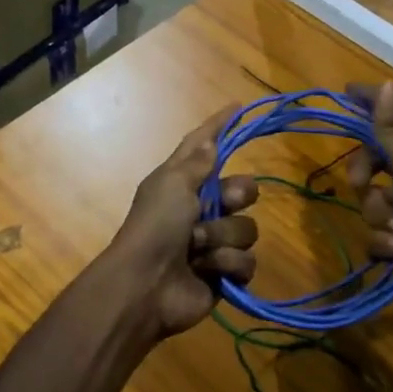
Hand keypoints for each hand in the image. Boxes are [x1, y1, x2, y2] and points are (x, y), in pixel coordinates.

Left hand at [106, 106, 259, 337]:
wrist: (146, 285)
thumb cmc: (155, 226)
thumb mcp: (172, 184)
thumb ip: (196, 162)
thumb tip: (209, 140)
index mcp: (182, 182)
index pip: (204, 146)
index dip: (219, 126)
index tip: (238, 106)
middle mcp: (200, 207)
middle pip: (242, 189)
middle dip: (235, 196)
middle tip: (220, 203)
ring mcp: (214, 242)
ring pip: (247, 227)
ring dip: (221, 236)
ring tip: (197, 248)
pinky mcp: (224, 273)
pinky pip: (247, 260)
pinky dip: (226, 264)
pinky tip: (206, 270)